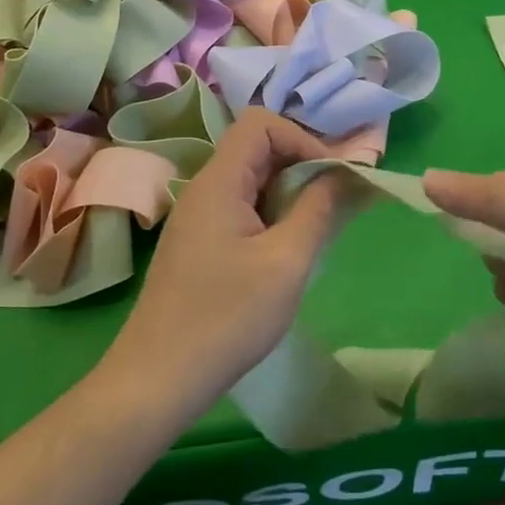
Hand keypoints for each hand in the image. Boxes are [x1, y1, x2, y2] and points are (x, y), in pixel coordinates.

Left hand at [102, 111, 349, 416]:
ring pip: (251, 181)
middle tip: (333, 206)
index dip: (303, 140)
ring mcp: (198, 217)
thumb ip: (319, 209)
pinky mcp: (198, 243)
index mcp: (219, 181)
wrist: (158, 379)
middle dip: (301, 167)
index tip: (331, 180)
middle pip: (257, 149)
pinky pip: (241, 208)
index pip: (262, 125)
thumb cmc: (227, 318)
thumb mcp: (287, 262)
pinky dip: (271, 216)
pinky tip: (285, 253)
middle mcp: (204, 189)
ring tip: (314, 232)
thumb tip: (345, 174)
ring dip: (288, 195)